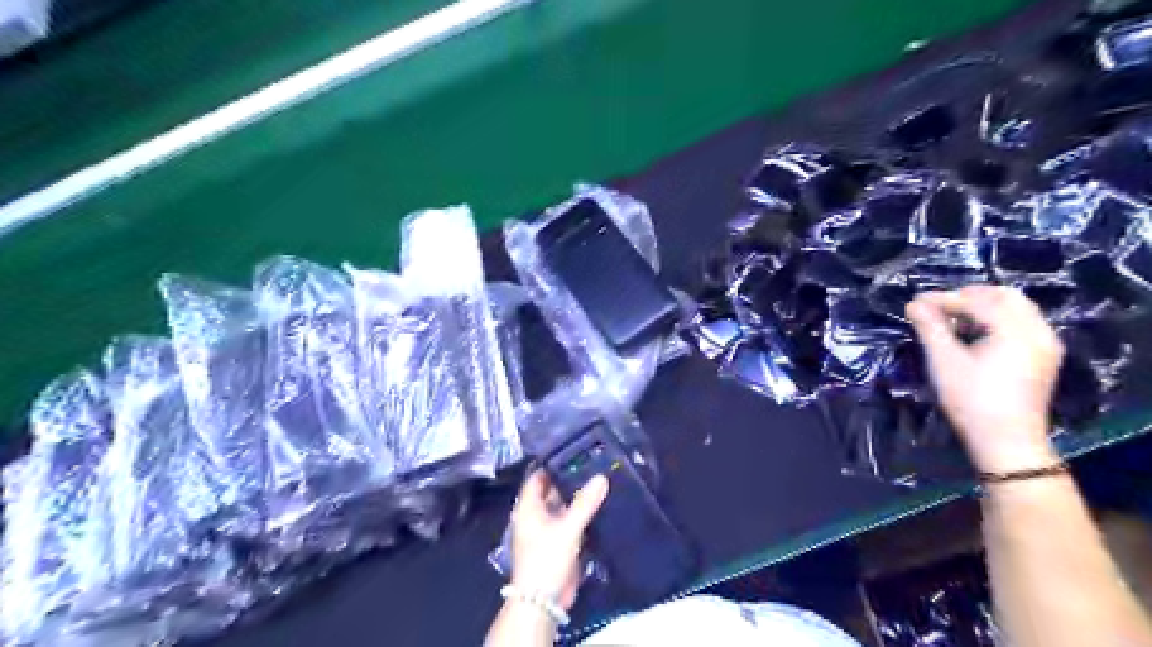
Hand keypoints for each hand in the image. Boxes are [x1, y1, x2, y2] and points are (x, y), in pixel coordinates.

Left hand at [509, 471, 606, 612]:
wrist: (543, 601)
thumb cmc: (547, 558)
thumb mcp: (567, 528)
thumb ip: (585, 503)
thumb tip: (602, 477)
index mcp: (528, 507)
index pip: (538, 477)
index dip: (552, 463)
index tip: (572, 451)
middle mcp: (535, 515)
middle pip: (552, 491)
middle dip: (569, 479)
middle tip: (592, 463)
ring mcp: (547, 530)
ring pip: (563, 507)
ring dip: (577, 497)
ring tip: (599, 479)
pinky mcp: (559, 543)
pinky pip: (570, 522)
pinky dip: (581, 514)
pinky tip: (599, 505)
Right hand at [904, 286, 1064, 471]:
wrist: (1007, 442)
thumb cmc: (972, 400)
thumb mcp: (944, 361)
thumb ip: (930, 328)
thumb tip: (913, 304)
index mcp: (1017, 330)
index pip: (977, 301)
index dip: (944, 298)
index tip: (915, 302)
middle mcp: (1038, 331)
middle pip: (1004, 296)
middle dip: (968, 296)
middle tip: (937, 306)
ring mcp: (1045, 344)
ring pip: (1015, 309)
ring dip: (982, 306)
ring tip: (951, 319)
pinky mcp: (1043, 357)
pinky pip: (1021, 324)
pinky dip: (996, 319)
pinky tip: (973, 333)